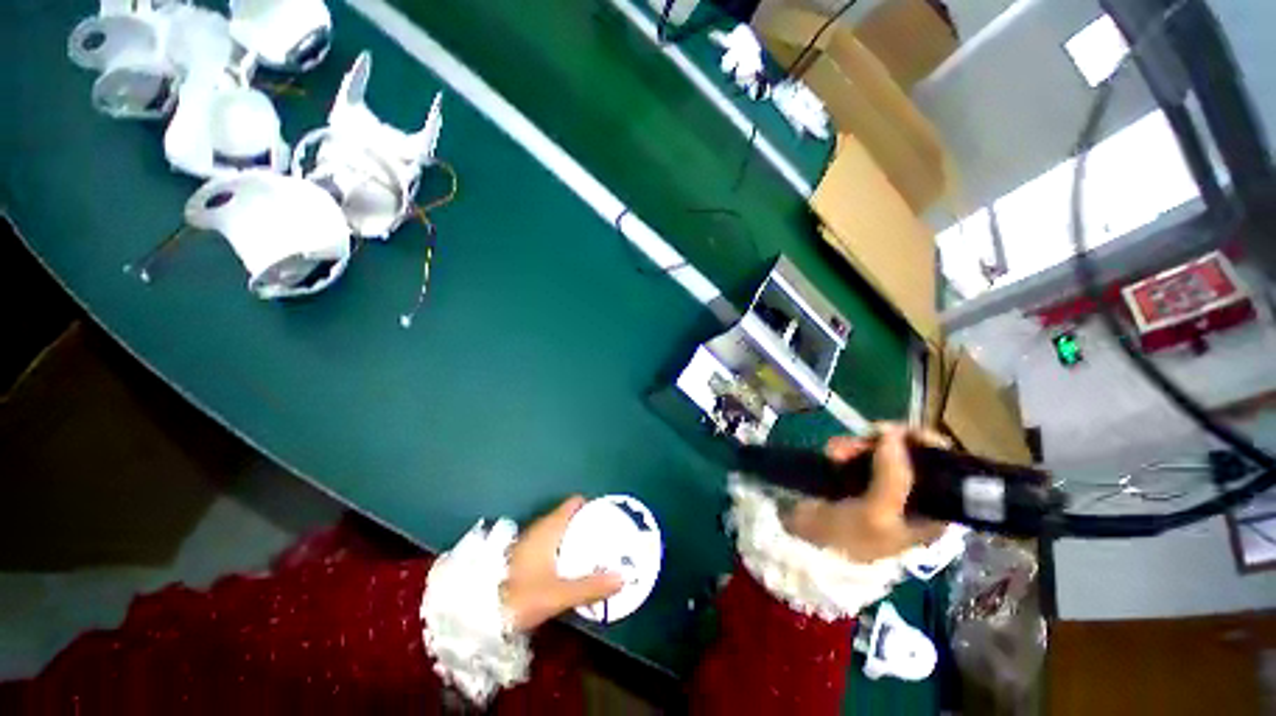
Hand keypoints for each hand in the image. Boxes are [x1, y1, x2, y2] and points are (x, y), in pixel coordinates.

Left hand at [500, 496, 624, 631]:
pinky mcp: (521, 557)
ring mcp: (528, 542)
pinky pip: (550, 545)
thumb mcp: (557, 593)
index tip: (610, 517)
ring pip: (559, 533)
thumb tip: (622, 578)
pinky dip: (563, 551)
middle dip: (588, 526)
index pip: (574, 503)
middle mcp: (539, 528)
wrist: (474, 614)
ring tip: (595, 553)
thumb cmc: (518, 595)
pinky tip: (570, 569)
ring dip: (575, 540)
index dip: (593, 506)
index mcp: (549, 527)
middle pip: (569, 517)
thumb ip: (590, 586)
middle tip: (608, 538)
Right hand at [783, 424, 948, 562]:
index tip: (903, 432)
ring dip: (860, 445)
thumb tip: (893, 433)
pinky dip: (846, 448)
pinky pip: (858, 454)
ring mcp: (882, 487)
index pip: (946, 471)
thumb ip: (893, 476)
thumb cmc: (848, 538)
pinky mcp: (856, 480)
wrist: (806, 545)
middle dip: (887, 443)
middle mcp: (912, 498)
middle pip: (912, 456)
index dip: (928, 446)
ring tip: (836, 451)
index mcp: (931, 514)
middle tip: (865, 437)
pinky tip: (830, 452)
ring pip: (882, 452)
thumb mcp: (876, 512)